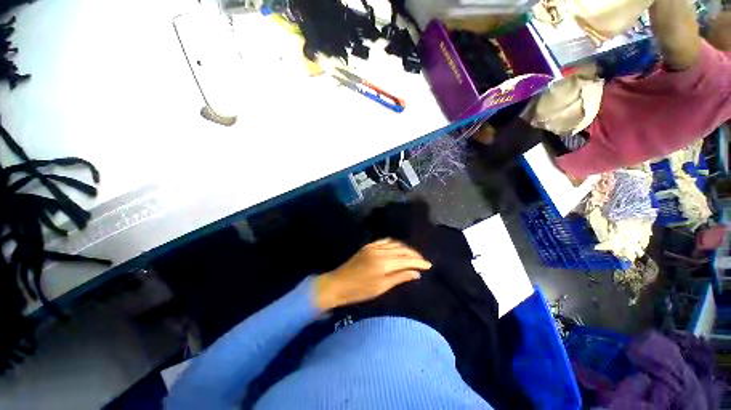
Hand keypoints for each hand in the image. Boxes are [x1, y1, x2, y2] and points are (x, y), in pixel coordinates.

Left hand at [313, 239, 431, 310]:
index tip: (429, 265)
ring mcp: (373, 247)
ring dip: (405, 248)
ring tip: (413, 254)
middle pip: (402, 249)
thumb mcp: (381, 287)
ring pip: (394, 244)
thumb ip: (399, 277)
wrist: (338, 284)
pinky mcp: (368, 246)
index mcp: (385, 262)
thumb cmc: (360, 290)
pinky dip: (393, 243)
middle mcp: (381, 251)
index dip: (419, 262)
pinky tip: (397, 246)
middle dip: (414, 254)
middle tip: (423, 260)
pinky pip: (384, 241)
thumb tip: (416, 273)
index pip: (407, 259)